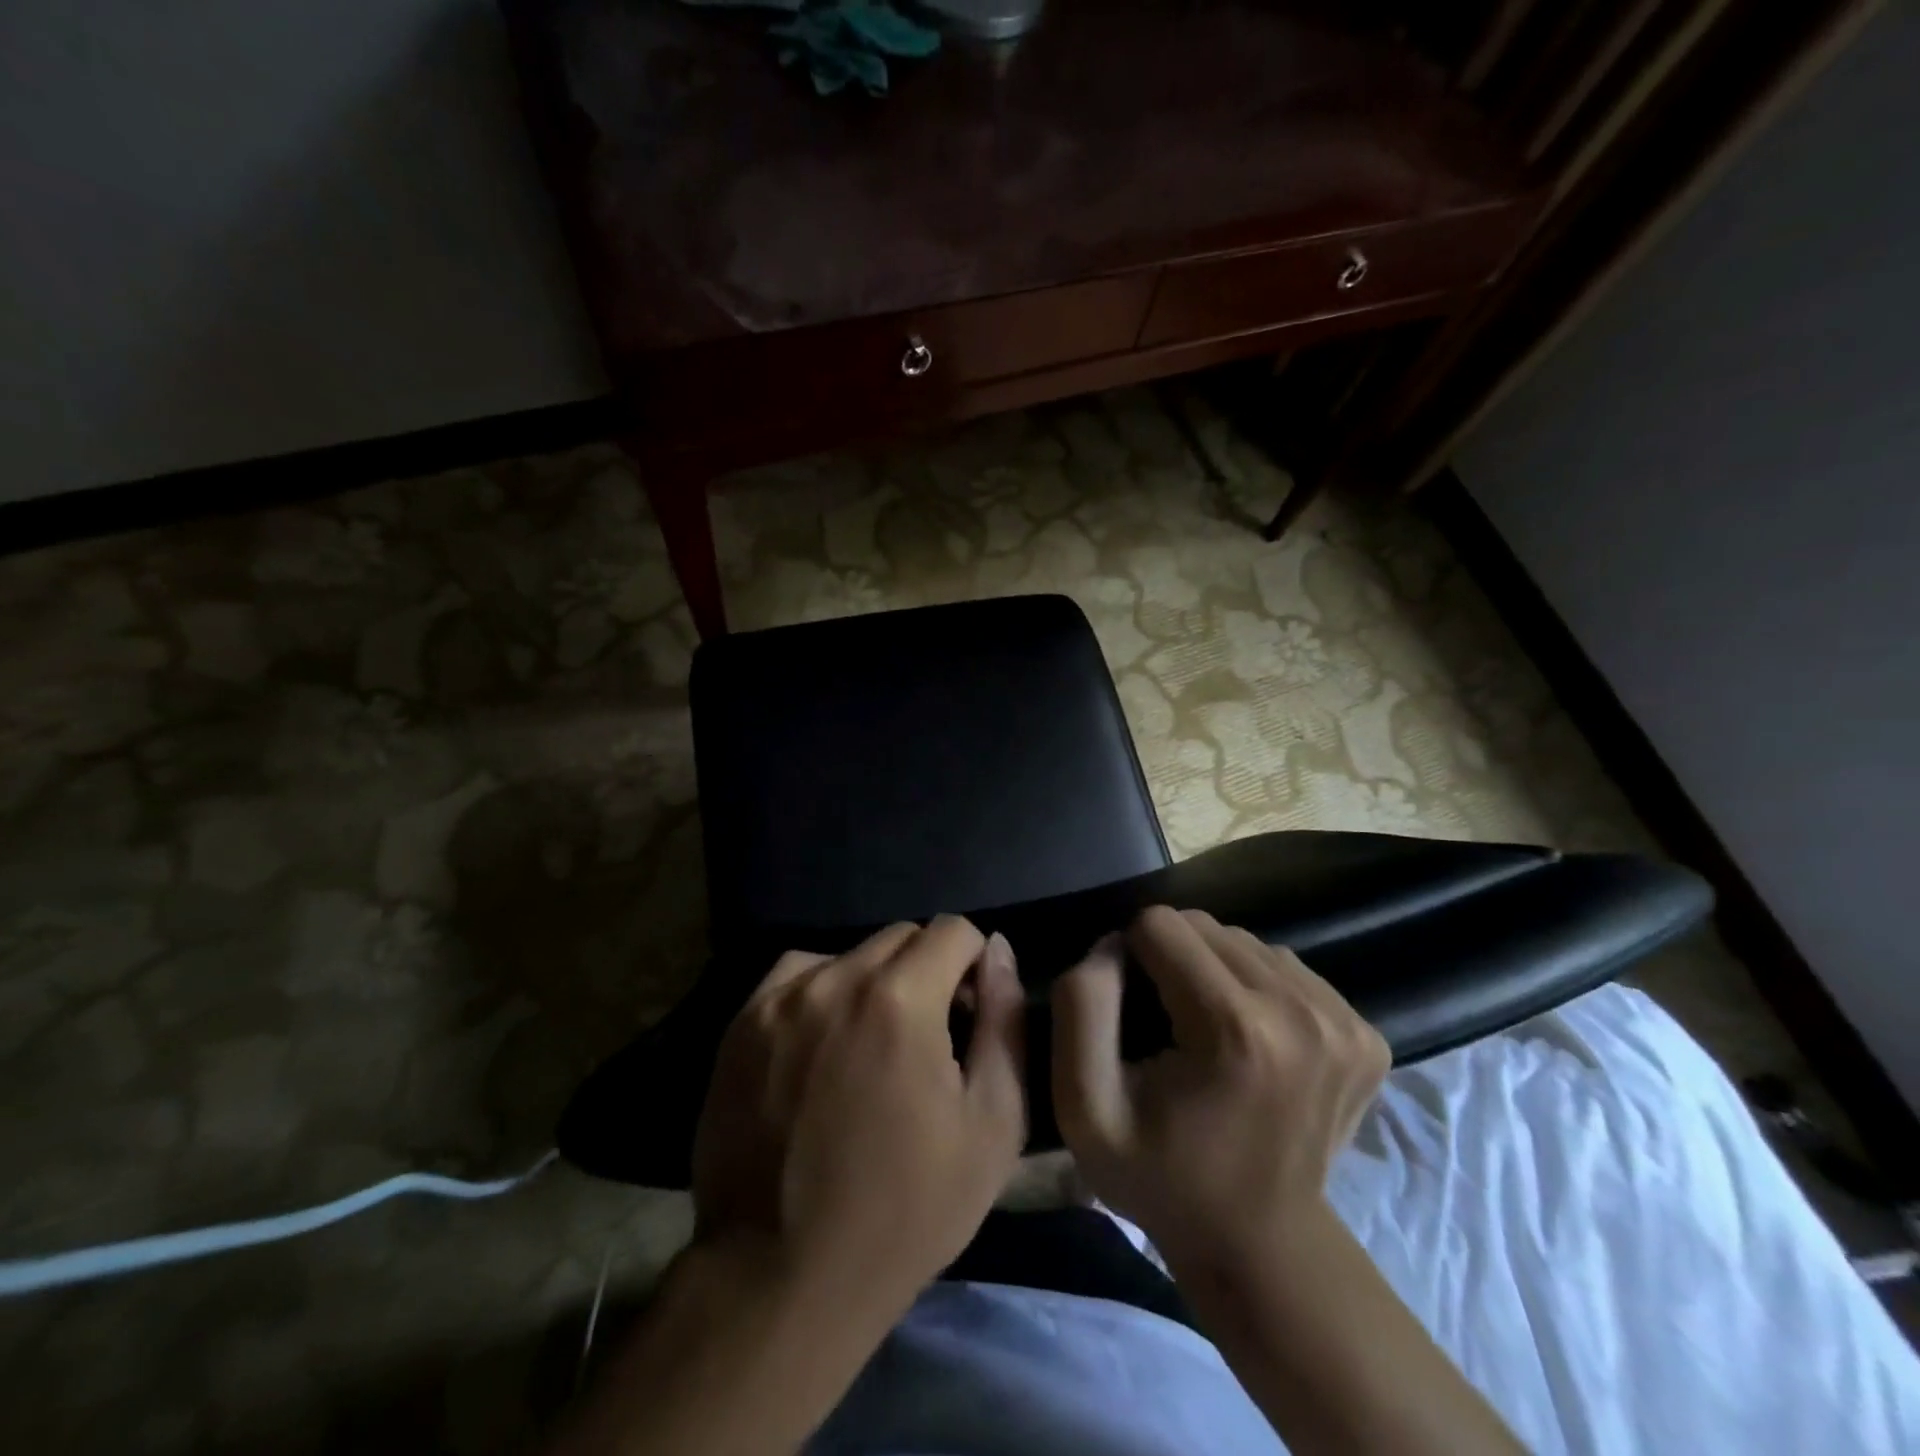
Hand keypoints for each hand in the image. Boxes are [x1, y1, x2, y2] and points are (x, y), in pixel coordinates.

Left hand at [692, 916, 1026, 1326]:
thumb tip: (998, 950)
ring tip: (869, 1046)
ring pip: (849, 955)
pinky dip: (822, 992)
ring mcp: (780, 998)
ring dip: (874, 982)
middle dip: (928, 970)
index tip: (968, 1014)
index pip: (953, 930)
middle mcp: (836, 980)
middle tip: (926, 1037)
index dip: (973, 966)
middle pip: (901, 938)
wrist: (780, 1277)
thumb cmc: (905, 1209)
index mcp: (901, 999)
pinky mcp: (741, 1023)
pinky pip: (797, 975)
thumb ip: (1004, 1021)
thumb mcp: (991, 1124)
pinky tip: (822, 1044)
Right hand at [1050, 906, 1389, 1264]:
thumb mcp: (1084, 1105)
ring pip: (1246, 941)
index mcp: (1234, 1028)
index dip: (1131, 957)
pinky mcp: (1367, 1032)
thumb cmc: (1161, 1176)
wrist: (1262, 1246)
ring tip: (1209, 1030)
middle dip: (1173, 958)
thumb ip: (1081, 1005)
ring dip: (1215, 970)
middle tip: (1168, 1023)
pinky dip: (1256, 987)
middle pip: (1206, 926)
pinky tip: (1250, 1039)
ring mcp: (1344, 1021)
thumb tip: (1113, 943)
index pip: (1160, 924)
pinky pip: (1285, 967)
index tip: (1132, 1010)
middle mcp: (1301, 1010)